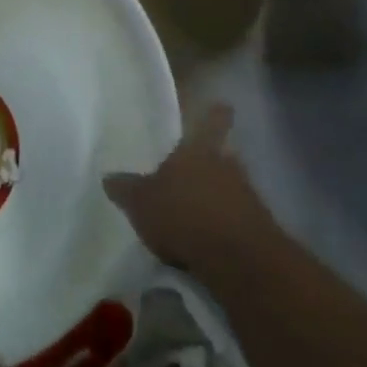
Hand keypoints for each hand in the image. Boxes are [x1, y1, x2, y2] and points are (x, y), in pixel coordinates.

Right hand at [104, 106, 277, 270]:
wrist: (239, 260)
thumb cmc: (184, 215)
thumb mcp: (141, 203)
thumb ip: (126, 189)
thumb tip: (108, 177)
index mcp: (199, 150)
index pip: (212, 122)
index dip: (216, 114)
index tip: (223, 105)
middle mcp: (228, 166)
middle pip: (224, 156)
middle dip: (212, 162)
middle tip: (195, 171)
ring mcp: (248, 197)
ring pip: (231, 187)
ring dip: (218, 196)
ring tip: (197, 212)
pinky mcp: (258, 229)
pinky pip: (238, 219)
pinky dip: (225, 225)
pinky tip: (209, 241)